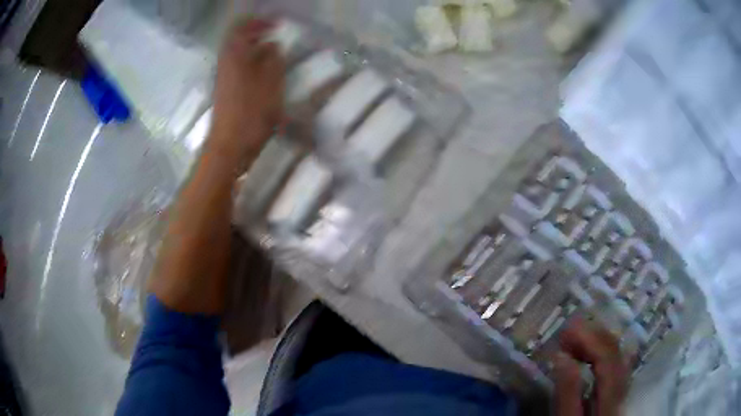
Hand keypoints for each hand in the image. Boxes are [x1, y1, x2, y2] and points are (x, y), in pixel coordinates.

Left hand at [209, 19, 285, 165]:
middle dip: (256, 34)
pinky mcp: (225, 92)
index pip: (241, 28)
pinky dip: (251, 64)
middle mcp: (225, 64)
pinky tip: (265, 73)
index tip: (277, 24)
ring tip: (274, 53)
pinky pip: (238, 68)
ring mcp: (223, 79)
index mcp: (234, 56)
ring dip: (254, 49)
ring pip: (237, 55)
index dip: (258, 22)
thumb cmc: (251, 114)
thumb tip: (272, 45)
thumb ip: (273, 59)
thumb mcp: (271, 83)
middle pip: (236, 40)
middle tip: (275, 35)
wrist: (229, 148)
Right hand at [554, 318, 629, 415]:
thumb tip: (562, 357)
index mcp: (611, 396)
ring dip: (597, 342)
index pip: (606, 358)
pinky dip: (602, 352)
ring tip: (576, 339)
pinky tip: (592, 352)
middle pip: (615, 352)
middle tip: (568, 331)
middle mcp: (622, 387)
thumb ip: (567, 393)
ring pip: (618, 354)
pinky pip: (616, 363)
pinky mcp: (618, 391)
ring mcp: (623, 387)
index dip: (589, 339)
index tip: (565, 332)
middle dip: (593, 336)